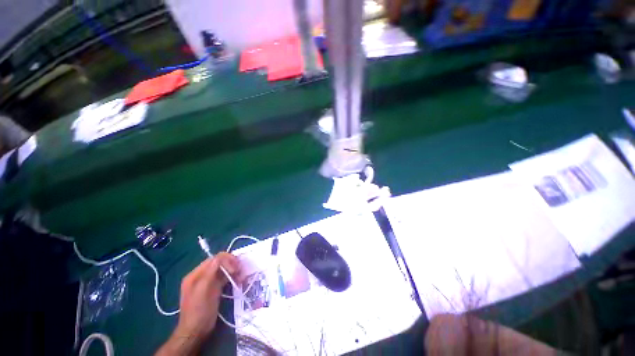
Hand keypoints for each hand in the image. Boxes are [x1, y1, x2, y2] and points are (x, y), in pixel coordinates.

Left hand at [156, 252, 241, 355]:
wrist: (196, 332)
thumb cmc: (198, 311)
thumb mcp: (202, 291)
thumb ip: (210, 272)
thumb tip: (219, 257)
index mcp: (195, 274)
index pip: (214, 259)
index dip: (226, 260)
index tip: (235, 269)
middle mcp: (202, 275)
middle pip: (219, 263)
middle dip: (231, 264)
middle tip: (240, 271)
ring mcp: (208, 282)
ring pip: (223, 270)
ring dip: (233, 271)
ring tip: (241, 277)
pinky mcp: (215, 288)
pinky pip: (225, 277)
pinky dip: (232, 277)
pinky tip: (238, 281)